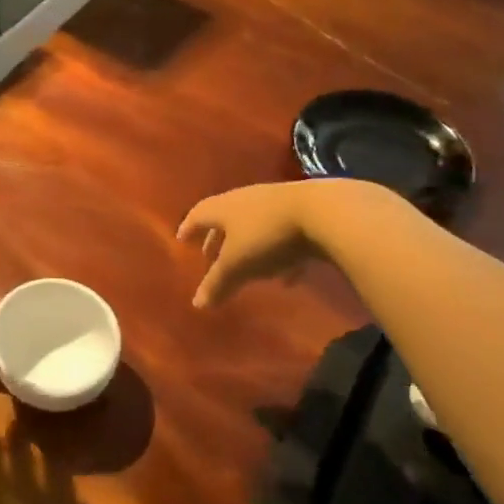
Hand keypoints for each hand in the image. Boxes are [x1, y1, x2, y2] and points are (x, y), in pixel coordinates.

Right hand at [177, 183, 322, 308]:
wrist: (322, 212)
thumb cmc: (266, 236)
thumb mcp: (238, 264)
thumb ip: (217, 283)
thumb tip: (197, 304)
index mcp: (223, 208)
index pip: (198, 215)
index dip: (188, 228)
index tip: (181, 239)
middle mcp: (244, 200)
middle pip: (225, 219)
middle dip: (216, 239)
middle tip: (209, 256)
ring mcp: (274, 204)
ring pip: (254, 226)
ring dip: (248, 246)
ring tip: (246, 268)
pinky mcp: (302, 213)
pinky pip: (282, 236)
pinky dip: (278, 254)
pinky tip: (286, 277)